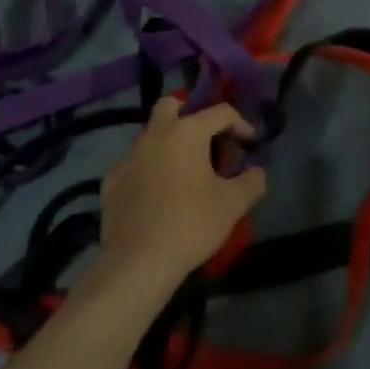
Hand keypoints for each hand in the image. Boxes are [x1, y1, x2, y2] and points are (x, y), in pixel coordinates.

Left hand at [97, 97, 267, 292]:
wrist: (138, 262)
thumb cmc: (191, 225)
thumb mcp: (233, 204)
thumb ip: (252, 182)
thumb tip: (257, 172)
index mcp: (186, 132)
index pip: (220, 112)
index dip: (240, 124)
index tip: (250, 143)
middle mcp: (154, 135)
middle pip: (170, 106)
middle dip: (189, 114)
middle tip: (206, 140)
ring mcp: (128, 157)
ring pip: (150, 135)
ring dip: (168, 144)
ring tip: (184, 172)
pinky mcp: (111, 181)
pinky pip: (134, 164)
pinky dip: (149, 170)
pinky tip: (157, 195)